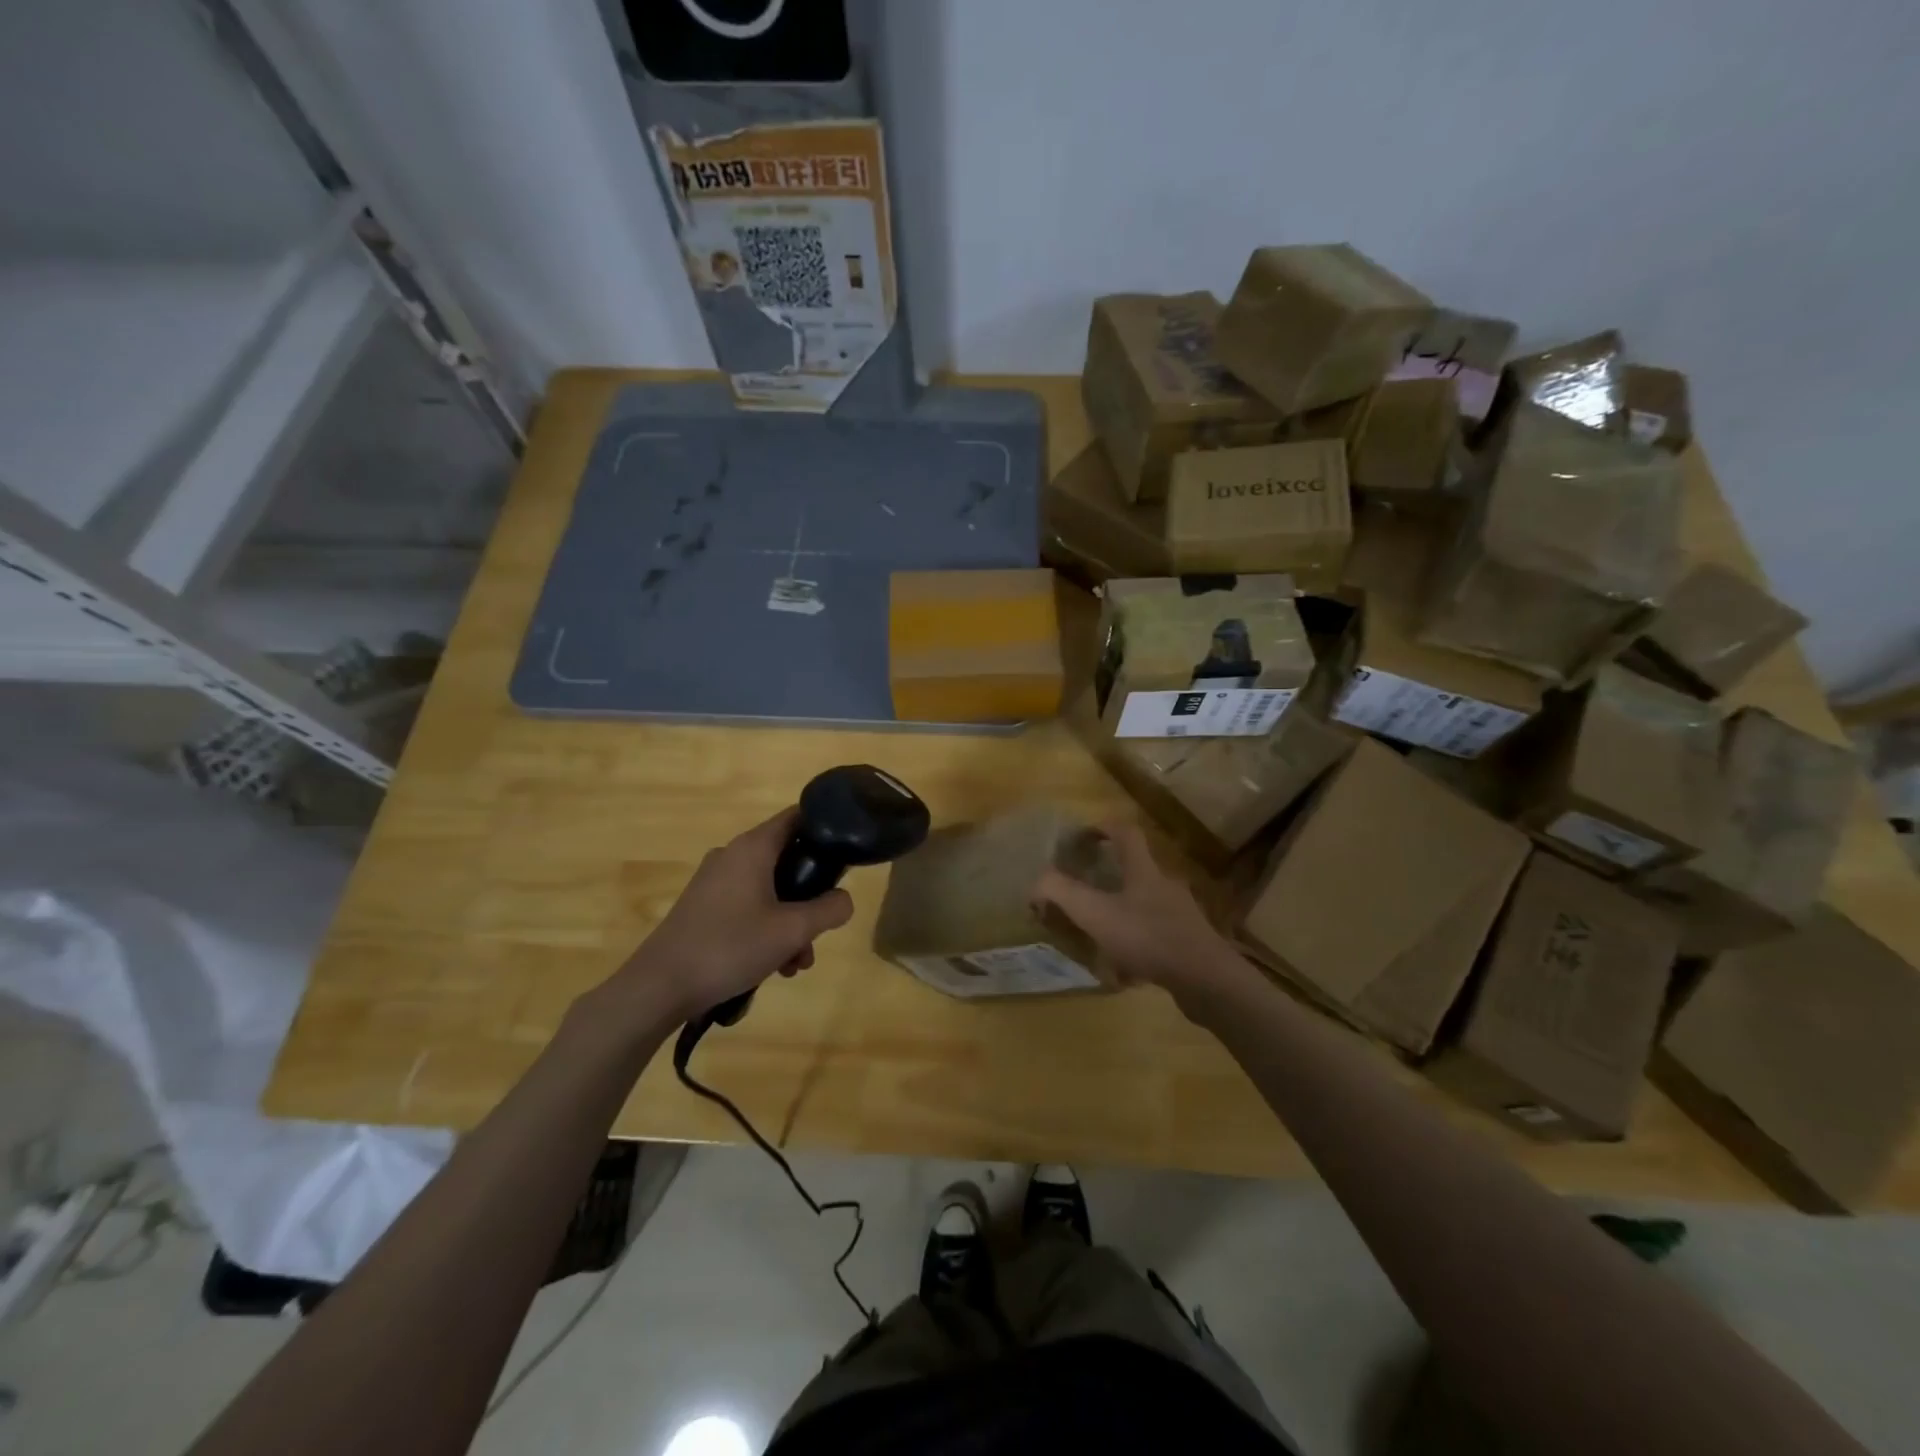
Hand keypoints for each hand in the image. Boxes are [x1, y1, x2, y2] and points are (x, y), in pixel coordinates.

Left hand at [614, 808, 854, 1023]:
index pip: (797, 817)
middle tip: (821, 931)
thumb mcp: (792, 930)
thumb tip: (844, 900)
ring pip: (769, 890)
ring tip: (796, 964)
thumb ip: (828, 910)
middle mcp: (732, 855)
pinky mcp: (703, 908)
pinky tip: (773, 967)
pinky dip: (766, 929)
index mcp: (753, 848)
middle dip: (810, 897)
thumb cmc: (730, 947)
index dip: (826, 829)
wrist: (659, 987)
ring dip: (790, 922)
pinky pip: (748, 907)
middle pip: (787, 860)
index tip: (846, 854)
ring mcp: (714, 882)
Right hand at [1033, 821, 1257, 1011]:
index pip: (1125, 832)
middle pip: (1136, 868)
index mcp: (1144, 870)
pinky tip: (1125, 969)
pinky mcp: (1189, 942)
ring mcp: (1181, 914)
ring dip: (1122, 912)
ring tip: (1099, 933)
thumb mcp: (1096, 914)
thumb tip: (1036, 882)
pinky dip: (1137, 944)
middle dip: (1109, 875)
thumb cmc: (1148, 937)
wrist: (1206, 980)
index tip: (1083, 835)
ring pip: (1145, 904)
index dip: (1103, 827)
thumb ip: (1062, 893)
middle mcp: (1165, 885)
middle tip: (1084, 889)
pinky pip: (1157, 935)